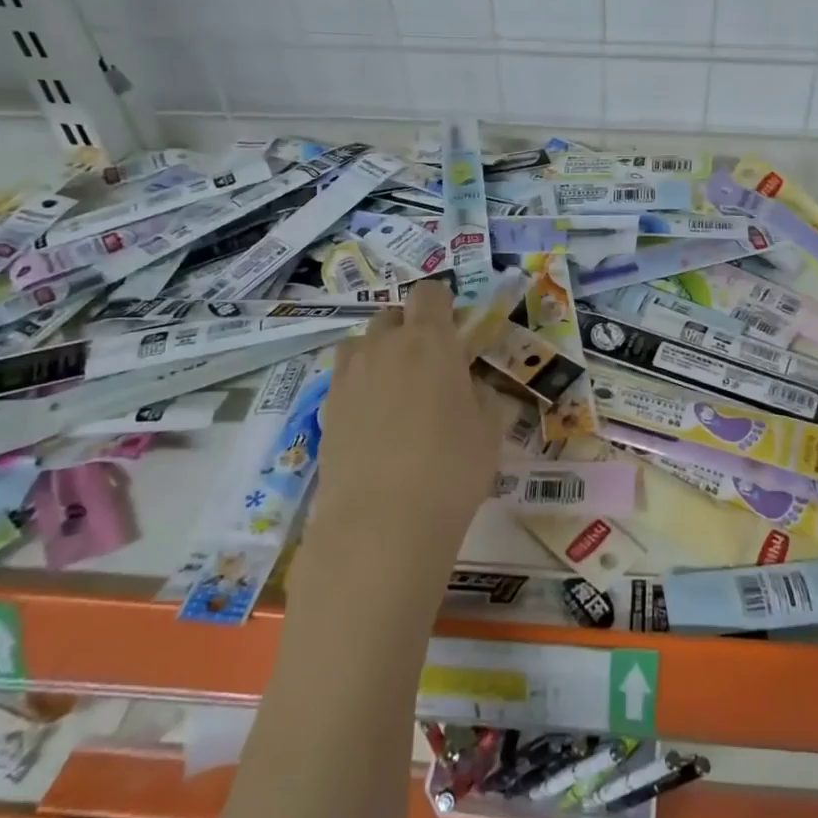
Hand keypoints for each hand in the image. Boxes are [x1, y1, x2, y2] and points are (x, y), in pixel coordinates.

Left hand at [316, 280, 513, 558]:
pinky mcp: (327, 409)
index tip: (455, 331)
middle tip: (429, 366)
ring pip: (362, 344)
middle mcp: (385, 346)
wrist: (381, 524)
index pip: (430, 293)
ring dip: (380, 353)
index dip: (442, 304)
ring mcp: (349, 376)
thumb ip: (481, 394)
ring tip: (397, 391)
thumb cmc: (451, 468)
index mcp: (431, 340)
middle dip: (410, 329)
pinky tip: (376, 422)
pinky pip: (345, 379)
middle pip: (392, 315)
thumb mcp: (490, 429)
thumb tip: (469, 386)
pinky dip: (361, 386)